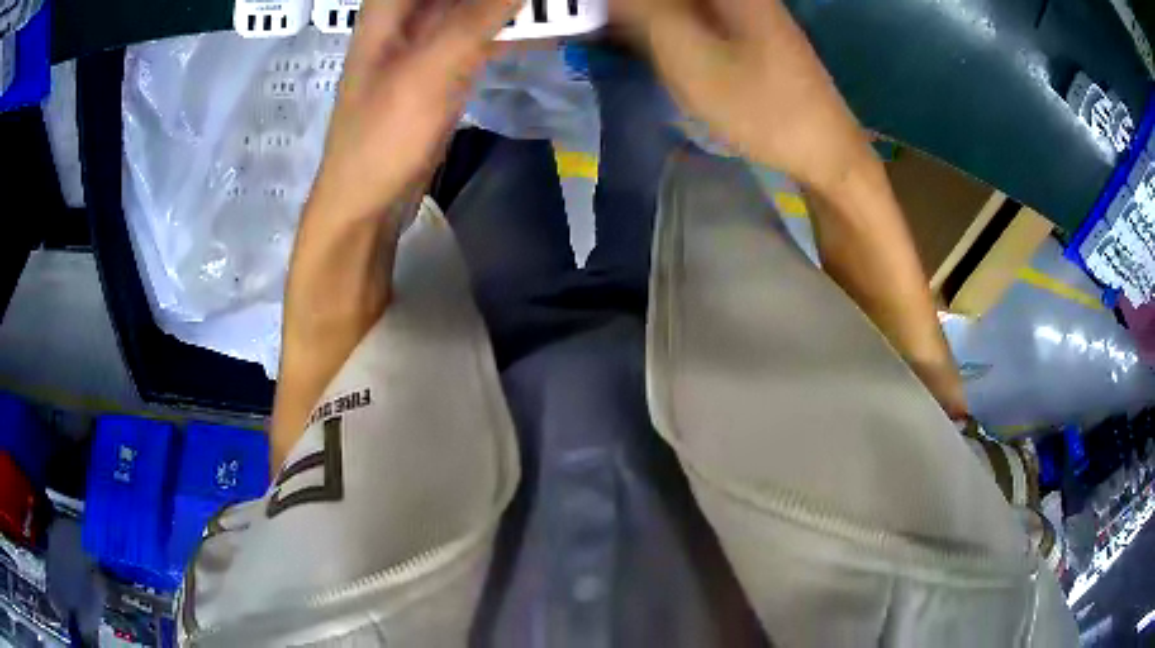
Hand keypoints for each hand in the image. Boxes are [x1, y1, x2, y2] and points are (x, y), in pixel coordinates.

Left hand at [272, 0, 517, 467]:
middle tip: (552, 1)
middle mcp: (406, 13)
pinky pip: (482, 28)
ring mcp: (423, 39)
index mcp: (391, 4)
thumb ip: (480, 14)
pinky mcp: (441, 66)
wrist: (362, 209)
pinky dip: (512, 24)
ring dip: (512, 6)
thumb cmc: (381, 140)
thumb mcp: (433, 68)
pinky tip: (544, 26)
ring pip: (472, 4)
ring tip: (557, 8)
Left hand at [613, 0, 967, 417]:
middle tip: (926, 423)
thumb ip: (795, 153)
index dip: (929, 352)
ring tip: (893, 393)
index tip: (951, 414)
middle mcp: (857, 186)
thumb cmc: (713, 47)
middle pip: (897, 284)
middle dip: (915, 354)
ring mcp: (833, 176)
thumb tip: (852, 225)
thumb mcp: (742, 98)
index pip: (905, 286)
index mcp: (855, 183)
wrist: (704, 8)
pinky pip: (840, 248)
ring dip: (885, 328)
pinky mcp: (807, 169)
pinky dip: (851, 292)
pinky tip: (841, 321)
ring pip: (871, 268)